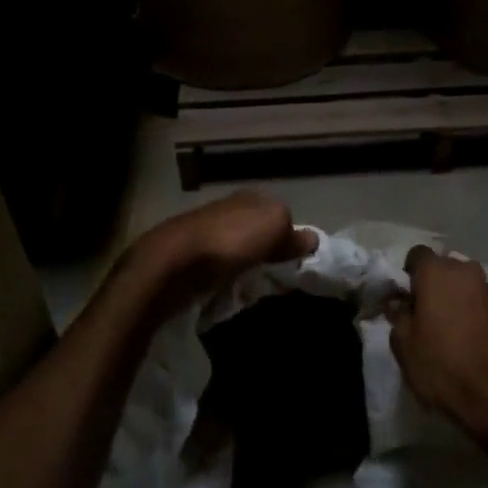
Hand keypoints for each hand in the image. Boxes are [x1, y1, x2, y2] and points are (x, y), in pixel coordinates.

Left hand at [131, 191, 317, 311]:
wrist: (175, 262)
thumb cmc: (231, 239)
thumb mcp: (275, 225)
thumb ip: (294, 232)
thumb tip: (312, 239)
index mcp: (249, 197)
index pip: (277, 212)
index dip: (289, 233)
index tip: (298, 258)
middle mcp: (227, 210)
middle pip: (256, 230)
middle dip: (267, 249)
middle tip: (280, 274)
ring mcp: (205, 234)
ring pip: (237, 249)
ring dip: (246, 265)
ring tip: (257, 286)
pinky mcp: (190, 260)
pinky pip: (219, 268)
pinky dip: (227, 277)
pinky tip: (231, 289)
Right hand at [389, 245, 487, 451]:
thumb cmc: (441, 365)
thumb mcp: (403, 345)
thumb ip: (398, 316)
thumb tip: (399, 304)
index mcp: (438, 272)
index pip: (417, 254)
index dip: (408, 273)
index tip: (406, 298)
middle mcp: (468, 272)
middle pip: (445, 268)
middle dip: (435, 285)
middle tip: (426, 314)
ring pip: (467, 286)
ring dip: (458, 299)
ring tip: (451, 330)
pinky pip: (484, 304)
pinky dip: (476, 314)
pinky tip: (473, 341)